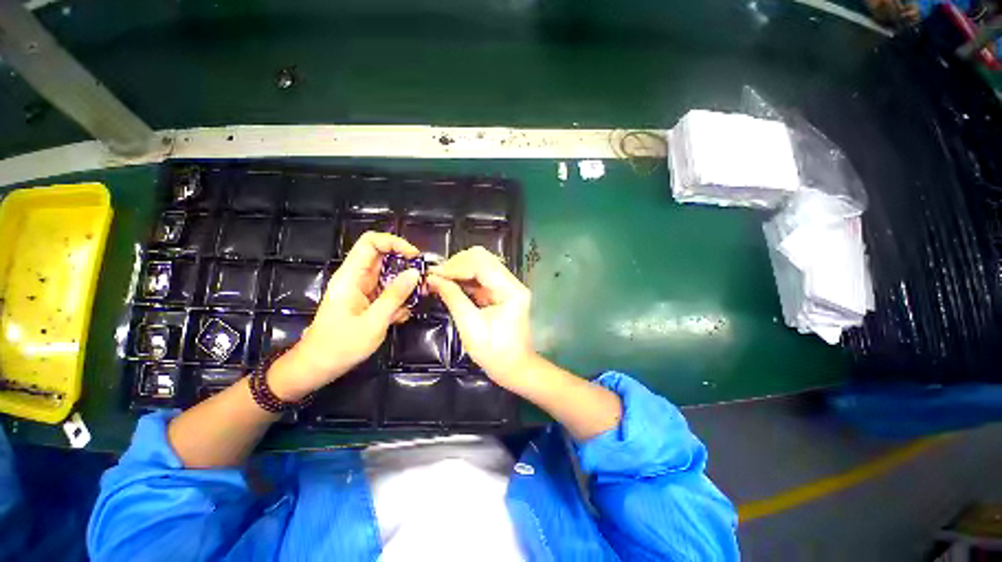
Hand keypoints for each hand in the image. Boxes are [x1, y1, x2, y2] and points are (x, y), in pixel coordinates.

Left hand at [269, 232, 420, 400]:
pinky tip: (401, 316)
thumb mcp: (373, 321)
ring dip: (405, 285)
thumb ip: (395, 295)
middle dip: (406, 266)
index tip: (415, 257)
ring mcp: (363, 289)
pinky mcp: (368, 300)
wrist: (318, 367)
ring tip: (415, 300)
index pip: (371, 242)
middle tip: (422, 280)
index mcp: (351, 276)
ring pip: (389, 275)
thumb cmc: (340, 346)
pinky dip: (399, 299)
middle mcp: (357, 278)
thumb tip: (415, 273)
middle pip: (384, 257)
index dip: (394, 242)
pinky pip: (388, 291)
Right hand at [426, 247, 534, 390]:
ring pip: (481, 265)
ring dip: (459, 270)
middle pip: (483, 259)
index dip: (455, 266)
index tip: (433, 274)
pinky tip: (449, 284)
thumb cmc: (494, 353)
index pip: (482, 264)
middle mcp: (512, 282)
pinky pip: (480, 277)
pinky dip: (464, 279)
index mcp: (511, 290)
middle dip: (457, 264)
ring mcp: (507, 286)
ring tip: (439, 279)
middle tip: (436, 276)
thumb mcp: (470, 326)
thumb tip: (432, 279)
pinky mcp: (501, 292)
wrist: (514, 368)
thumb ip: (453, 298)